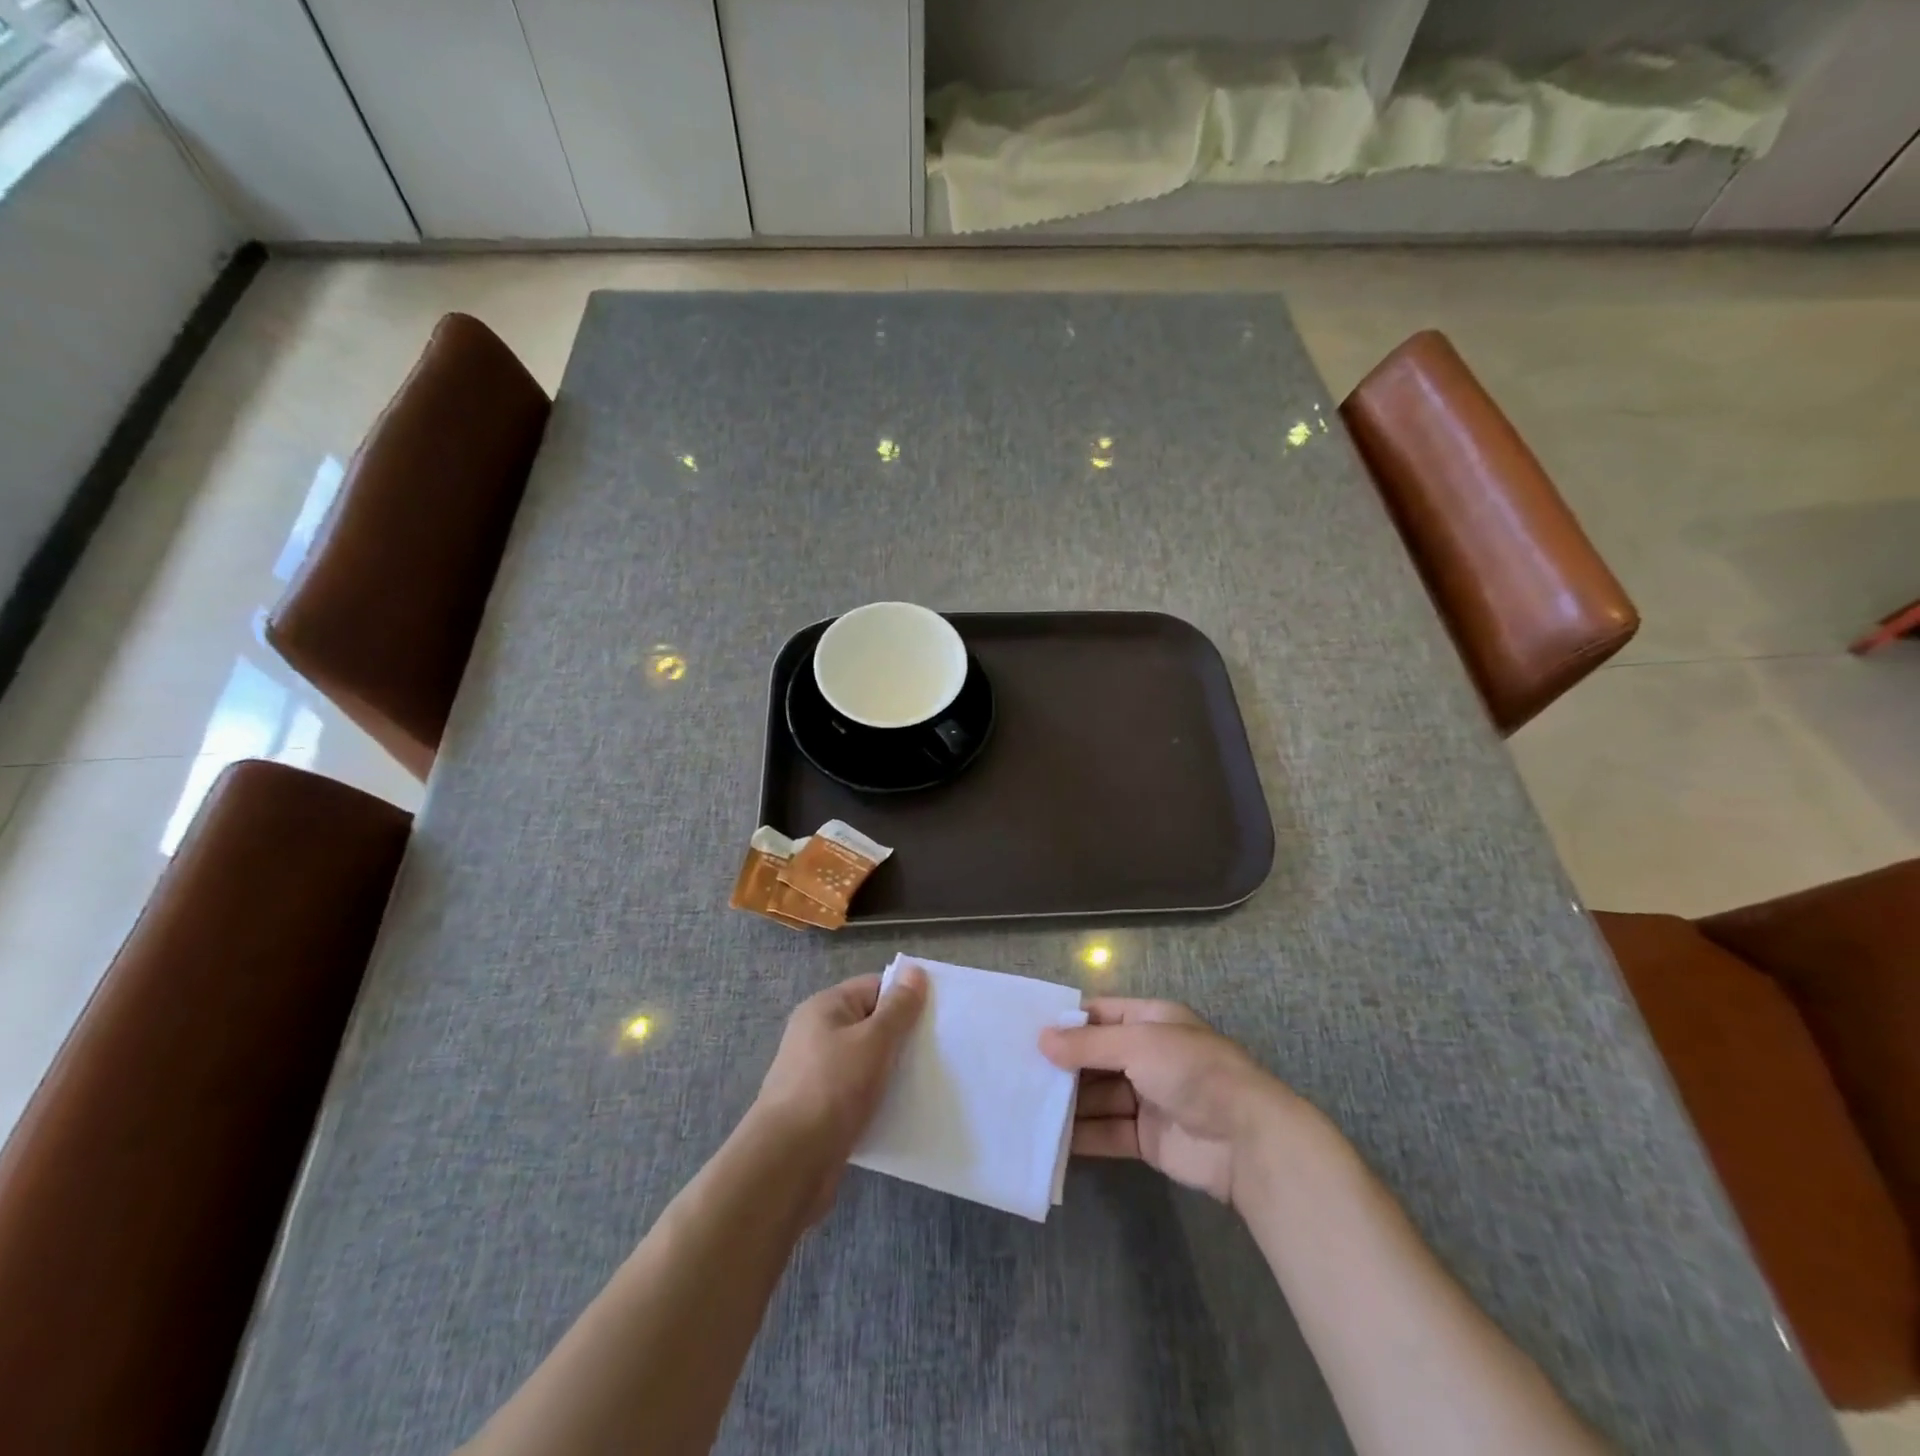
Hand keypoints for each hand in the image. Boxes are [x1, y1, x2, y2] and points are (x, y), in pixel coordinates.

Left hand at [751, 966, 926, 1219]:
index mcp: (825, 1007)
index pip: (874, 987)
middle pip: (871, 1023)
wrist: (788, 1163)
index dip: (905, 998)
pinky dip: (879, 1098)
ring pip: (867, 1061)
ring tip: (926, 1082)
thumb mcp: (873, 1040)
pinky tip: (902, 1110)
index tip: (937, 1017)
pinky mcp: (822, 1108)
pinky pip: (859, 1092)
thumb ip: (897, 1007)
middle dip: (902, 1037)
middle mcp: (818, 1034)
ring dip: (892, 1071)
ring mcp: (818, 1072)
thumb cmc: (832, 1088)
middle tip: (938, 1051)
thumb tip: (915, 970)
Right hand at [1039, 999, 1296, 1207]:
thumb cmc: (1192, 1072)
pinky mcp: (1147, 1138)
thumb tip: (1042, 1040)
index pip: (1101, 1014)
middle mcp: (1148, 1056)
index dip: (1067, 1021)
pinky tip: (1049, 1139)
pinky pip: (1107, 1131)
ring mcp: (1148, 1098)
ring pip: (1097, 1096)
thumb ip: (1088, 1044)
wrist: (1246, 1140)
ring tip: (1024, 1105)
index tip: (1028, 1031)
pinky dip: (1082, 1135)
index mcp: (1151, 1021)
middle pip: (1096, 1057)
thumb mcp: (1138, 1044)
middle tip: (1017, 1071)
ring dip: (1067, 1102)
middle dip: (1063, 1064)